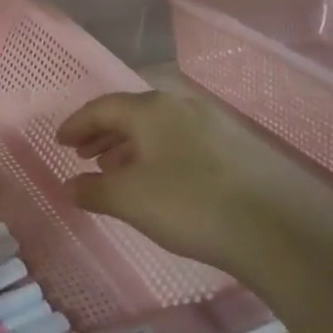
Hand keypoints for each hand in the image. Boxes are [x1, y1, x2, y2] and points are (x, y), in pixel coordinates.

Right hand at [58, 90, 304, 275]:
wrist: (272, 226)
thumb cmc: (188, 204)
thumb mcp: (129, 199)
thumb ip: (92, 190)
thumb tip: (69, 186)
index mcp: (151, 110)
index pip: (103, 107)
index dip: (77, 124)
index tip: (60, 142)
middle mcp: (181, 106)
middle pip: (131, 113)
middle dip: (102, 134)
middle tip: (83, 156)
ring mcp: (212, 123)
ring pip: (158, 128)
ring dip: (130, 146)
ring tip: (115, 170)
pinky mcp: (235, 146)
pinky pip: (181, 141)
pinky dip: (158, 154)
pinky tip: (158, 180)